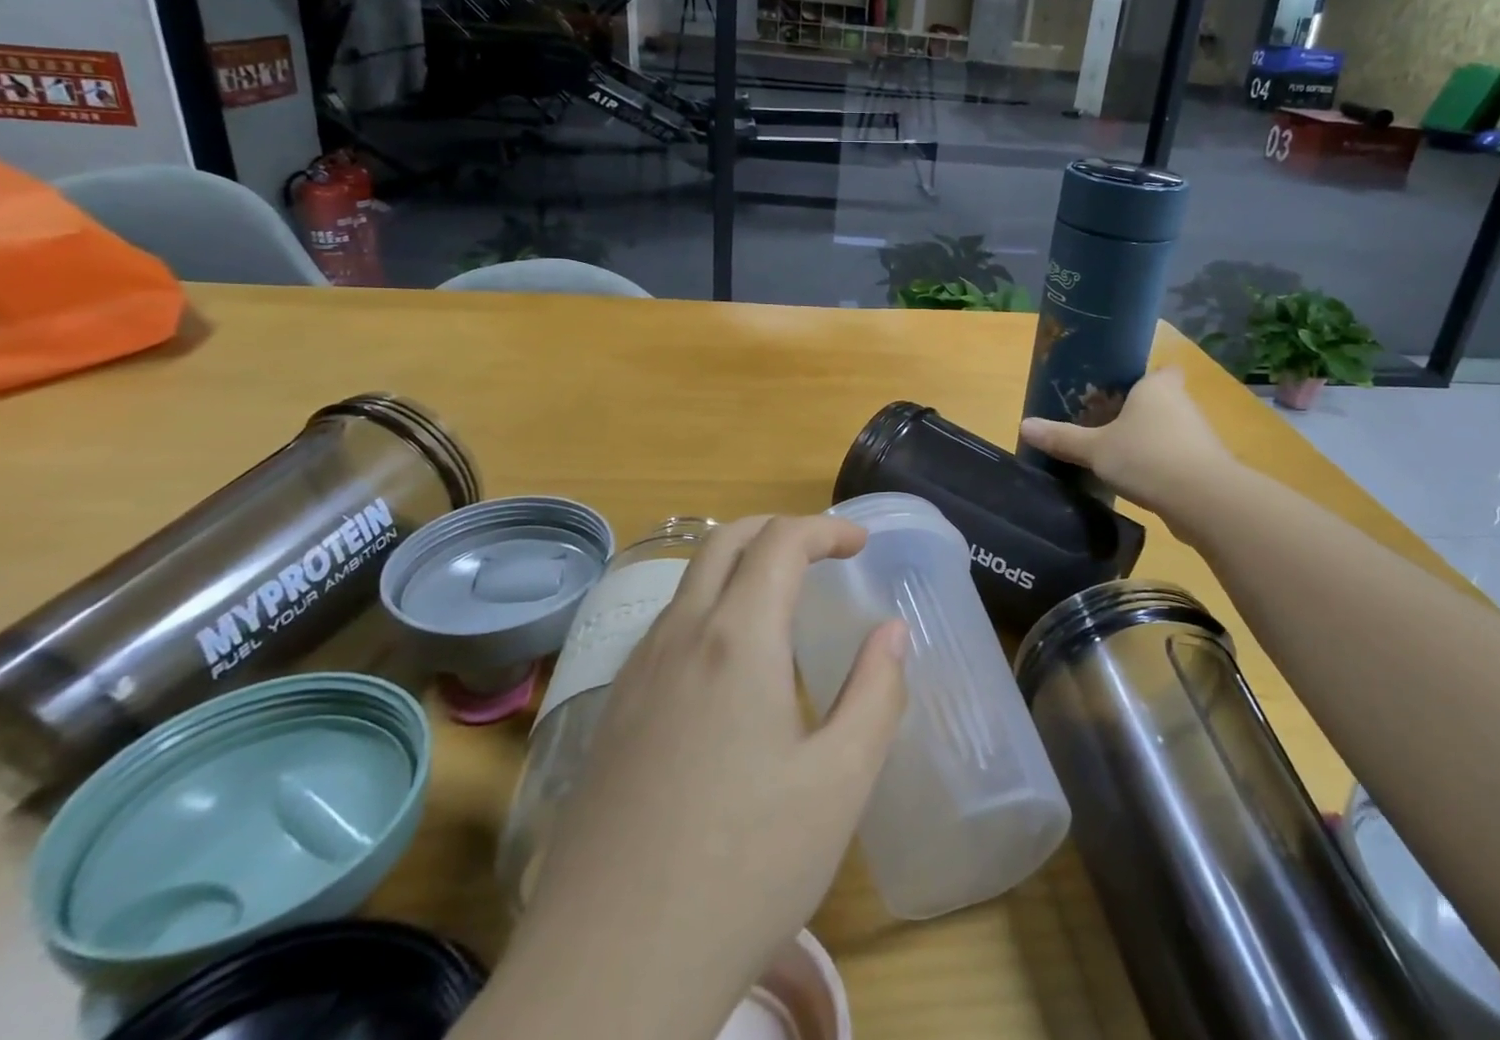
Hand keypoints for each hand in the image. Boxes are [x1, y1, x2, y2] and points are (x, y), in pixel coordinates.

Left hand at [504, 515, 907, 1039]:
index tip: (860, 543)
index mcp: (737, 638)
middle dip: (779, 530)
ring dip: (739, 565)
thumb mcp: (838, 785)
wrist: (607, 971)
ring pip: (690, 581)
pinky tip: (726, 667)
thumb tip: (892, 632)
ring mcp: (635, 672)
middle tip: (822, 552)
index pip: (781, 541)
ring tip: (781, 602)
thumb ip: (876, 694)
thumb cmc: (743, 870)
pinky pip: (666, 627)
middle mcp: (680, 635)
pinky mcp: (610, 712)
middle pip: (725, 541)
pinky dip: (707, 607)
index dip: (825, 528)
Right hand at [1020, 366, 1231, 524]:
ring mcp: (1199, 436)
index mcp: (1157, 387)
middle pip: (1162, 400)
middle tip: (1106, 427)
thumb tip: (1024, 425)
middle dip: (1139, 413)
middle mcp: (1183, 404)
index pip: (1161, 369)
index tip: (1121, 392)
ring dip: (1151, 441)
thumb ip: (1062, 438)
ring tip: (1119, 457)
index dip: (1144, 379)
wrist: (1204, 500)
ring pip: (1171, 430)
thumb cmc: (1146, 457)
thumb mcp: (1095, 449)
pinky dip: (1162, 466)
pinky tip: (1140, 482)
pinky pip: (1178, 458)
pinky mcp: (1206, 466)